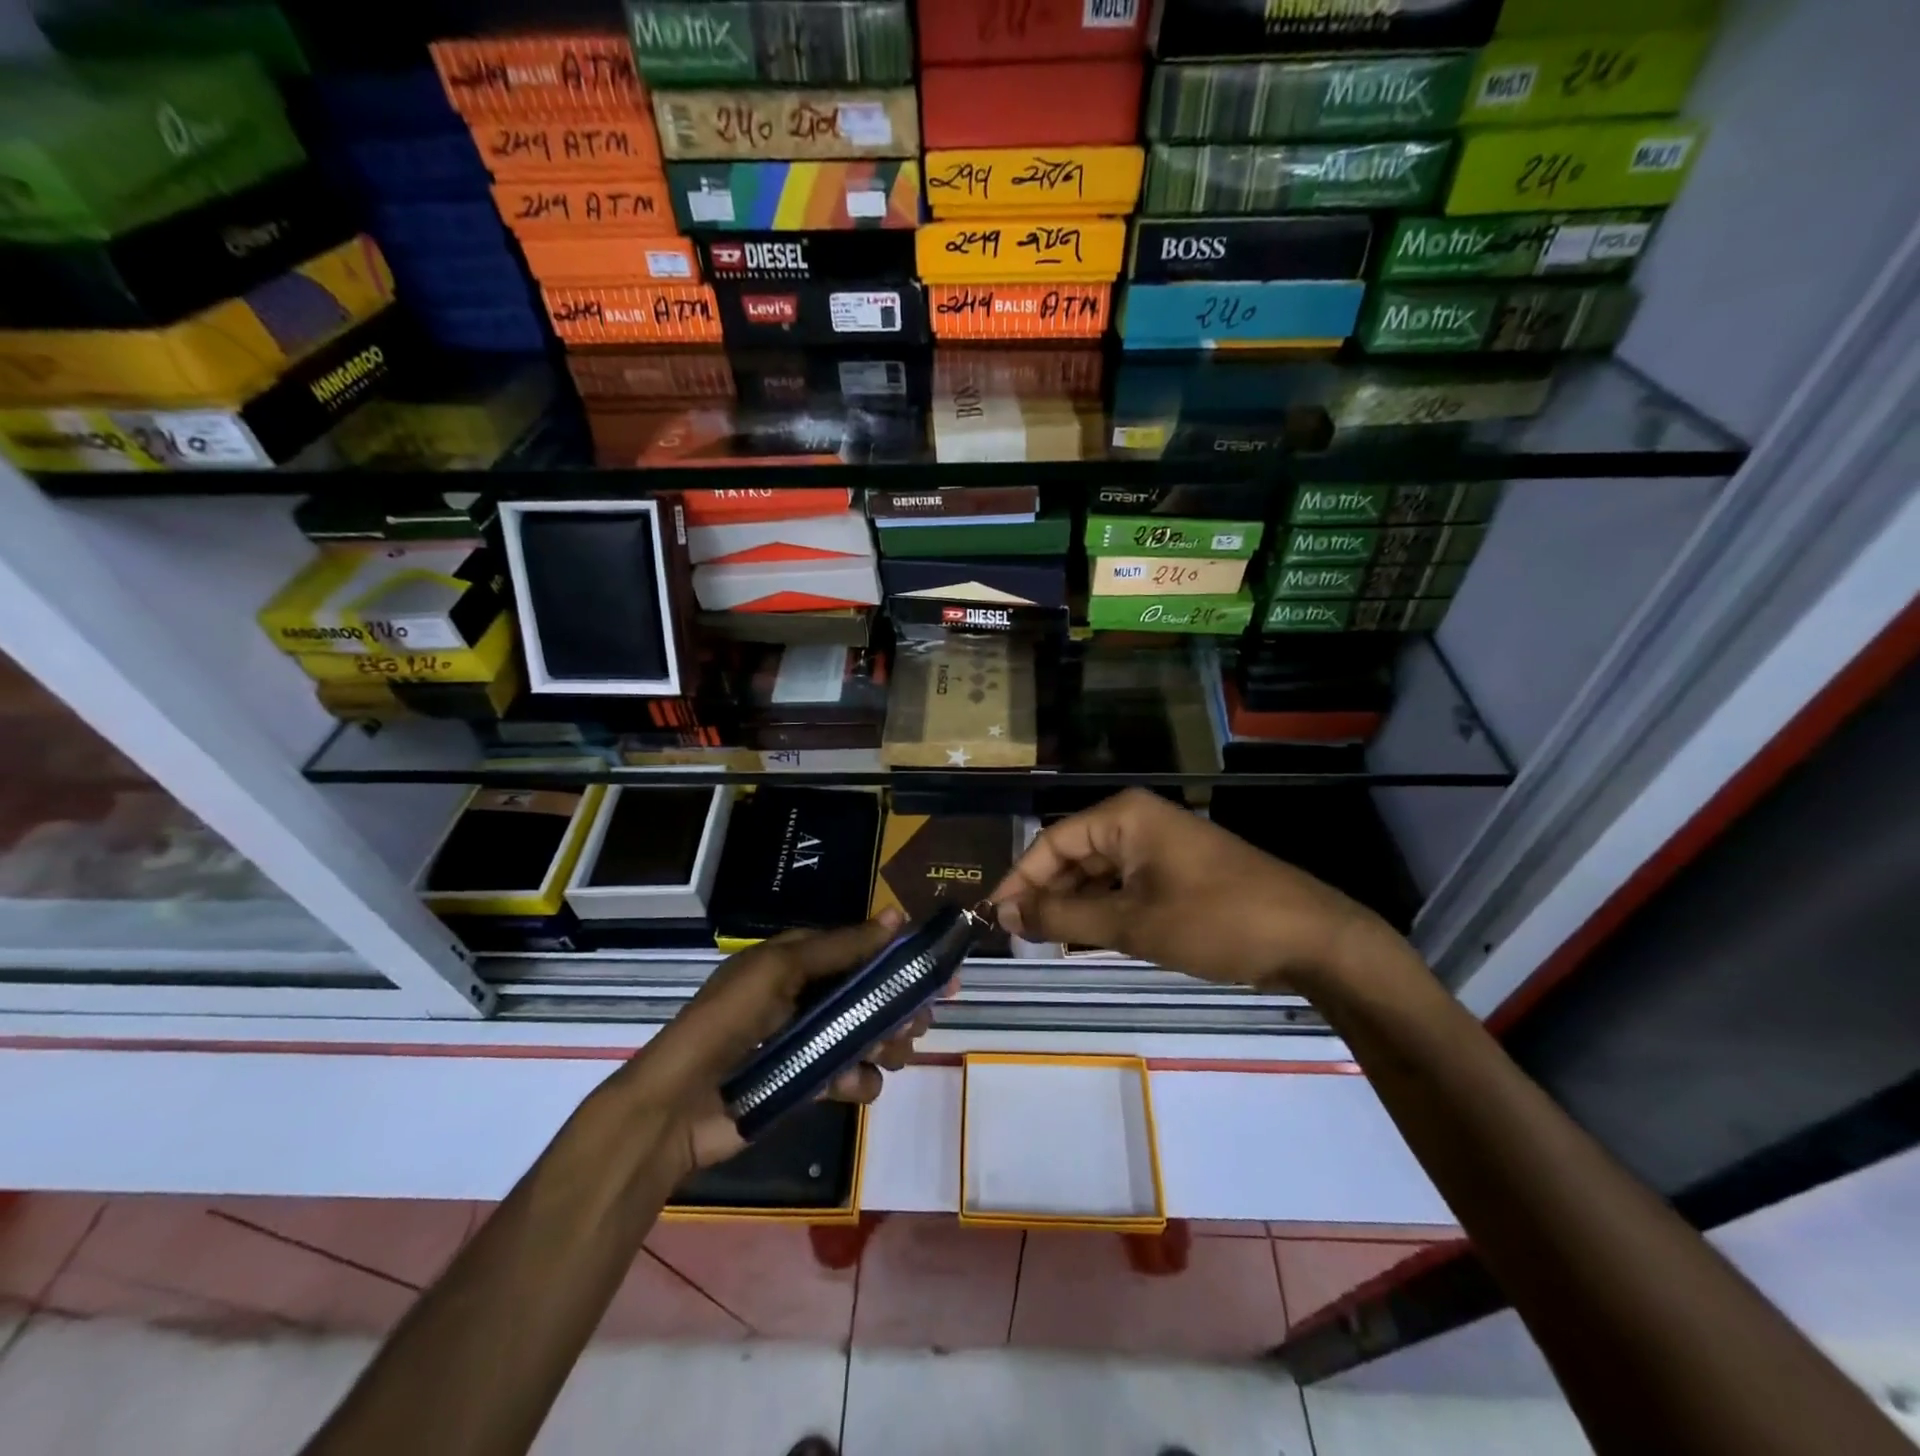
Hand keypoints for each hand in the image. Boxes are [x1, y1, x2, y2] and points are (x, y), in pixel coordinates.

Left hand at [624, 909, 932, 1176]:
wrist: (678, 1105)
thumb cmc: (730, 1021)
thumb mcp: (782, 970)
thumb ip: (841, 946)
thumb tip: (896, 914)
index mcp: (795, 960)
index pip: (858, 948)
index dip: (897, 956)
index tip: (938, 970)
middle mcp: (804, 995)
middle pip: (867, 993)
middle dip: (898, 1004)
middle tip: (922, 1020)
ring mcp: (805, 1041)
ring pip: (864, 1035)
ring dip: (887, 1042)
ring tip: (897, 1053)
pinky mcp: (805, 1083)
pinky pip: (848, 1076)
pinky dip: (860, 1080)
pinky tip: (858, 1085)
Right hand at [991, 788, 1400, 995]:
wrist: (1311, 938)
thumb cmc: (1215, 921)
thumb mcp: (1131, 924)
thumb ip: (1063, 918)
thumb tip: (1005, 914)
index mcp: (1123, 816)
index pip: (1051, 842)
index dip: (1019, 880)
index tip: (992, 917)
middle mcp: (1138, 820)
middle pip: (1073, 855)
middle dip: (1045, 895)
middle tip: (1017, 936)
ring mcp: (1160, 846)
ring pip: (1098, 873)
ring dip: (1073, 906)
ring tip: (1044, 942)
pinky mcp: (1178, 871)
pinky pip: (1125, 884)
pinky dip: (1104, 910)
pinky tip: (1087, 938)